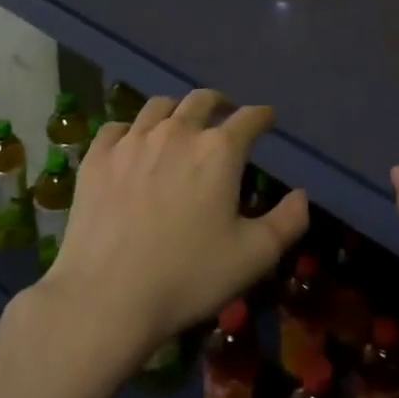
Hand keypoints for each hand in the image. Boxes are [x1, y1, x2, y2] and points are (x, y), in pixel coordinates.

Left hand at [40, 90, 309, 361]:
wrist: (107, 297)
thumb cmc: (188, 277)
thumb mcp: (253, 257)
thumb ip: (287, 222)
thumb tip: (301, 195)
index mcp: (219, 151)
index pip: (249, 118)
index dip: (262, 116)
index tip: (267, 119)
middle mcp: (177, 132)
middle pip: (202, 100)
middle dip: (220, 103)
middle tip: (225, 114)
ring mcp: (132, 141)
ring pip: (158, 106)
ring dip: (177, 110)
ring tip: (180, 125)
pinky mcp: (97, 157)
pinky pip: (117, 127)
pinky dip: (132, 130)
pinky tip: (132, 144)